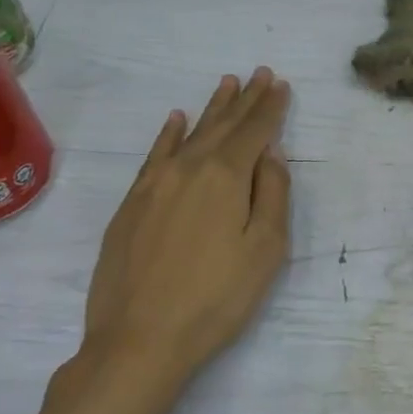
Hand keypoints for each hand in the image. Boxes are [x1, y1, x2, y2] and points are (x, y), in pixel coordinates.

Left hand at [74, 68, 291, 400]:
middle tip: (260, 73)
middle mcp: (189, 169)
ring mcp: (154, 185)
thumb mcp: (266, 249)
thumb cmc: (217, 298)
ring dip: (211, 109)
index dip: (271, 107)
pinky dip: (168, 134)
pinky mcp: (131, 205)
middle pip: (223, 126)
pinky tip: (175, 120)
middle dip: (245, 99)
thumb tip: (270, 154)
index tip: (281, 84)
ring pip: (189, 135)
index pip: (255, 131)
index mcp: (226, 177)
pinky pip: (154, 156)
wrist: (139, 340)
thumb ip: (273, 194)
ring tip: (227, 84)